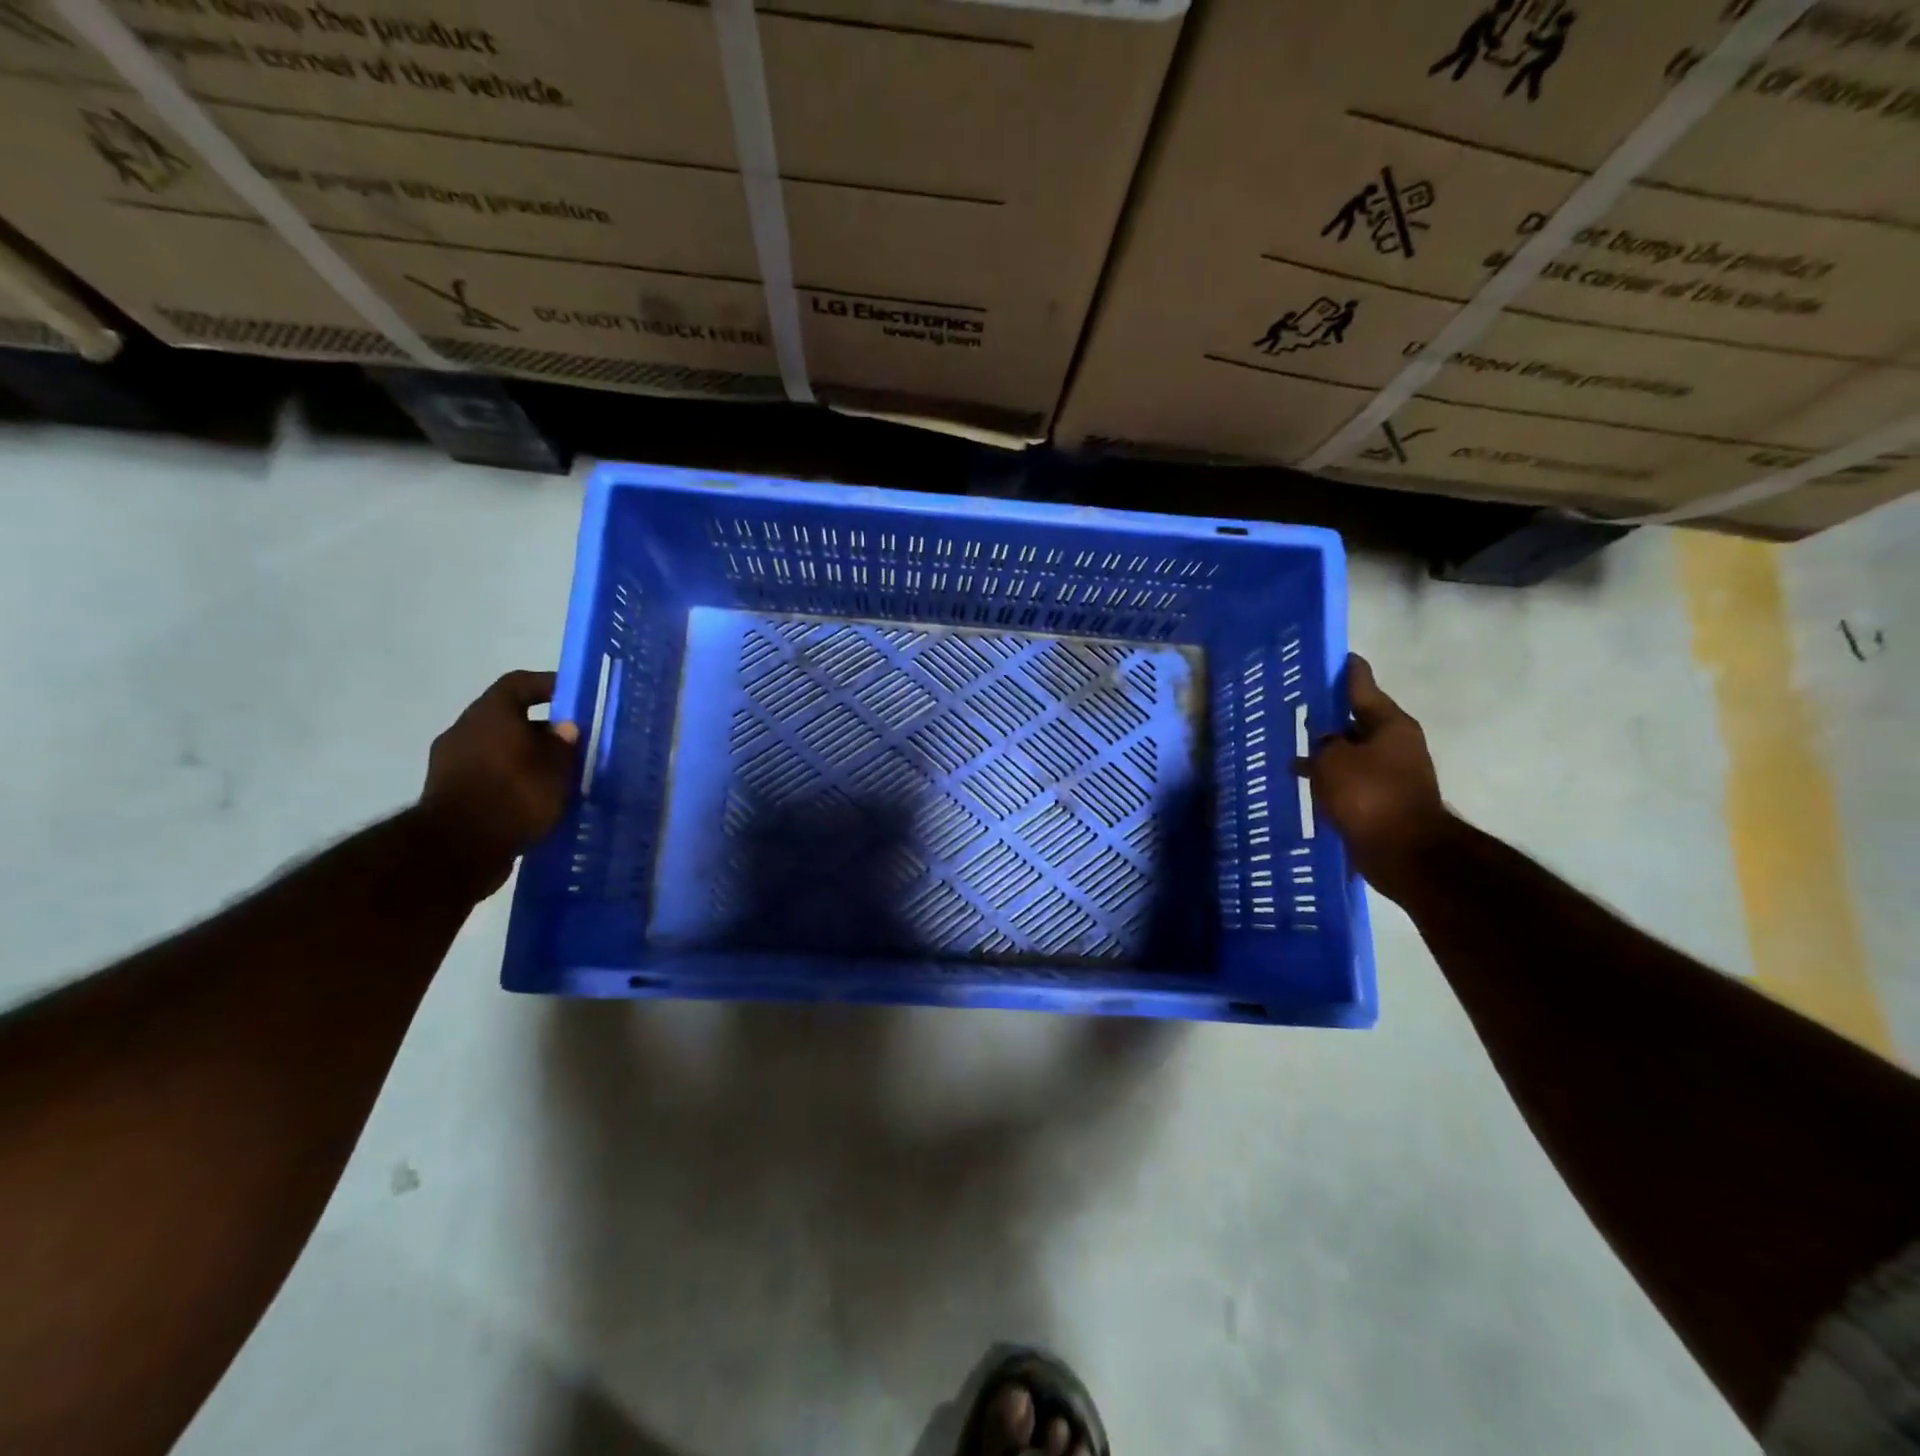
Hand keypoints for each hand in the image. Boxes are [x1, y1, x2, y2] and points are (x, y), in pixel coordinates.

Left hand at [419, 670, 578, 894]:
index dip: (547, 685)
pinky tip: (534, 801)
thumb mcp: (556, 769)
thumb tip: (565, 728)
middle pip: (508, 718)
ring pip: (498, 749)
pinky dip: (511, 781)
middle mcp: (465, 730)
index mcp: (490, 714)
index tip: (573, 696)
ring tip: (557, 778)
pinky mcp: (448, 793)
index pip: (519, 684)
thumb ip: (564, 744)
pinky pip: (488, 775)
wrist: (457, 850)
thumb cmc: (513, 796)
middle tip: (572, 746)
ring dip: (526, 758)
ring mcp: (450, 762)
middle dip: (541, 730)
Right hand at [1296, 655, 1451, 903]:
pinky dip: (1330, 777)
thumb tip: (1323, 742)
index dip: (1343, 669)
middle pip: (1355, 719)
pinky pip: (1350, 778)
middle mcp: (1395, 743)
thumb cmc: (1369, 795)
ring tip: (1292, 748)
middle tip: (1296, 707)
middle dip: (1327, 715)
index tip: (1328, 657)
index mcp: (1389, 723)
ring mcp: (1391, 773)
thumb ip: (1322, 743)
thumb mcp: (1333, 760)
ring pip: (1350, 751)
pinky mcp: (1382, 800)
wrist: (1404, 853)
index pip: (1361, 683)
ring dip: (1326, 751)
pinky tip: (1305, 782)